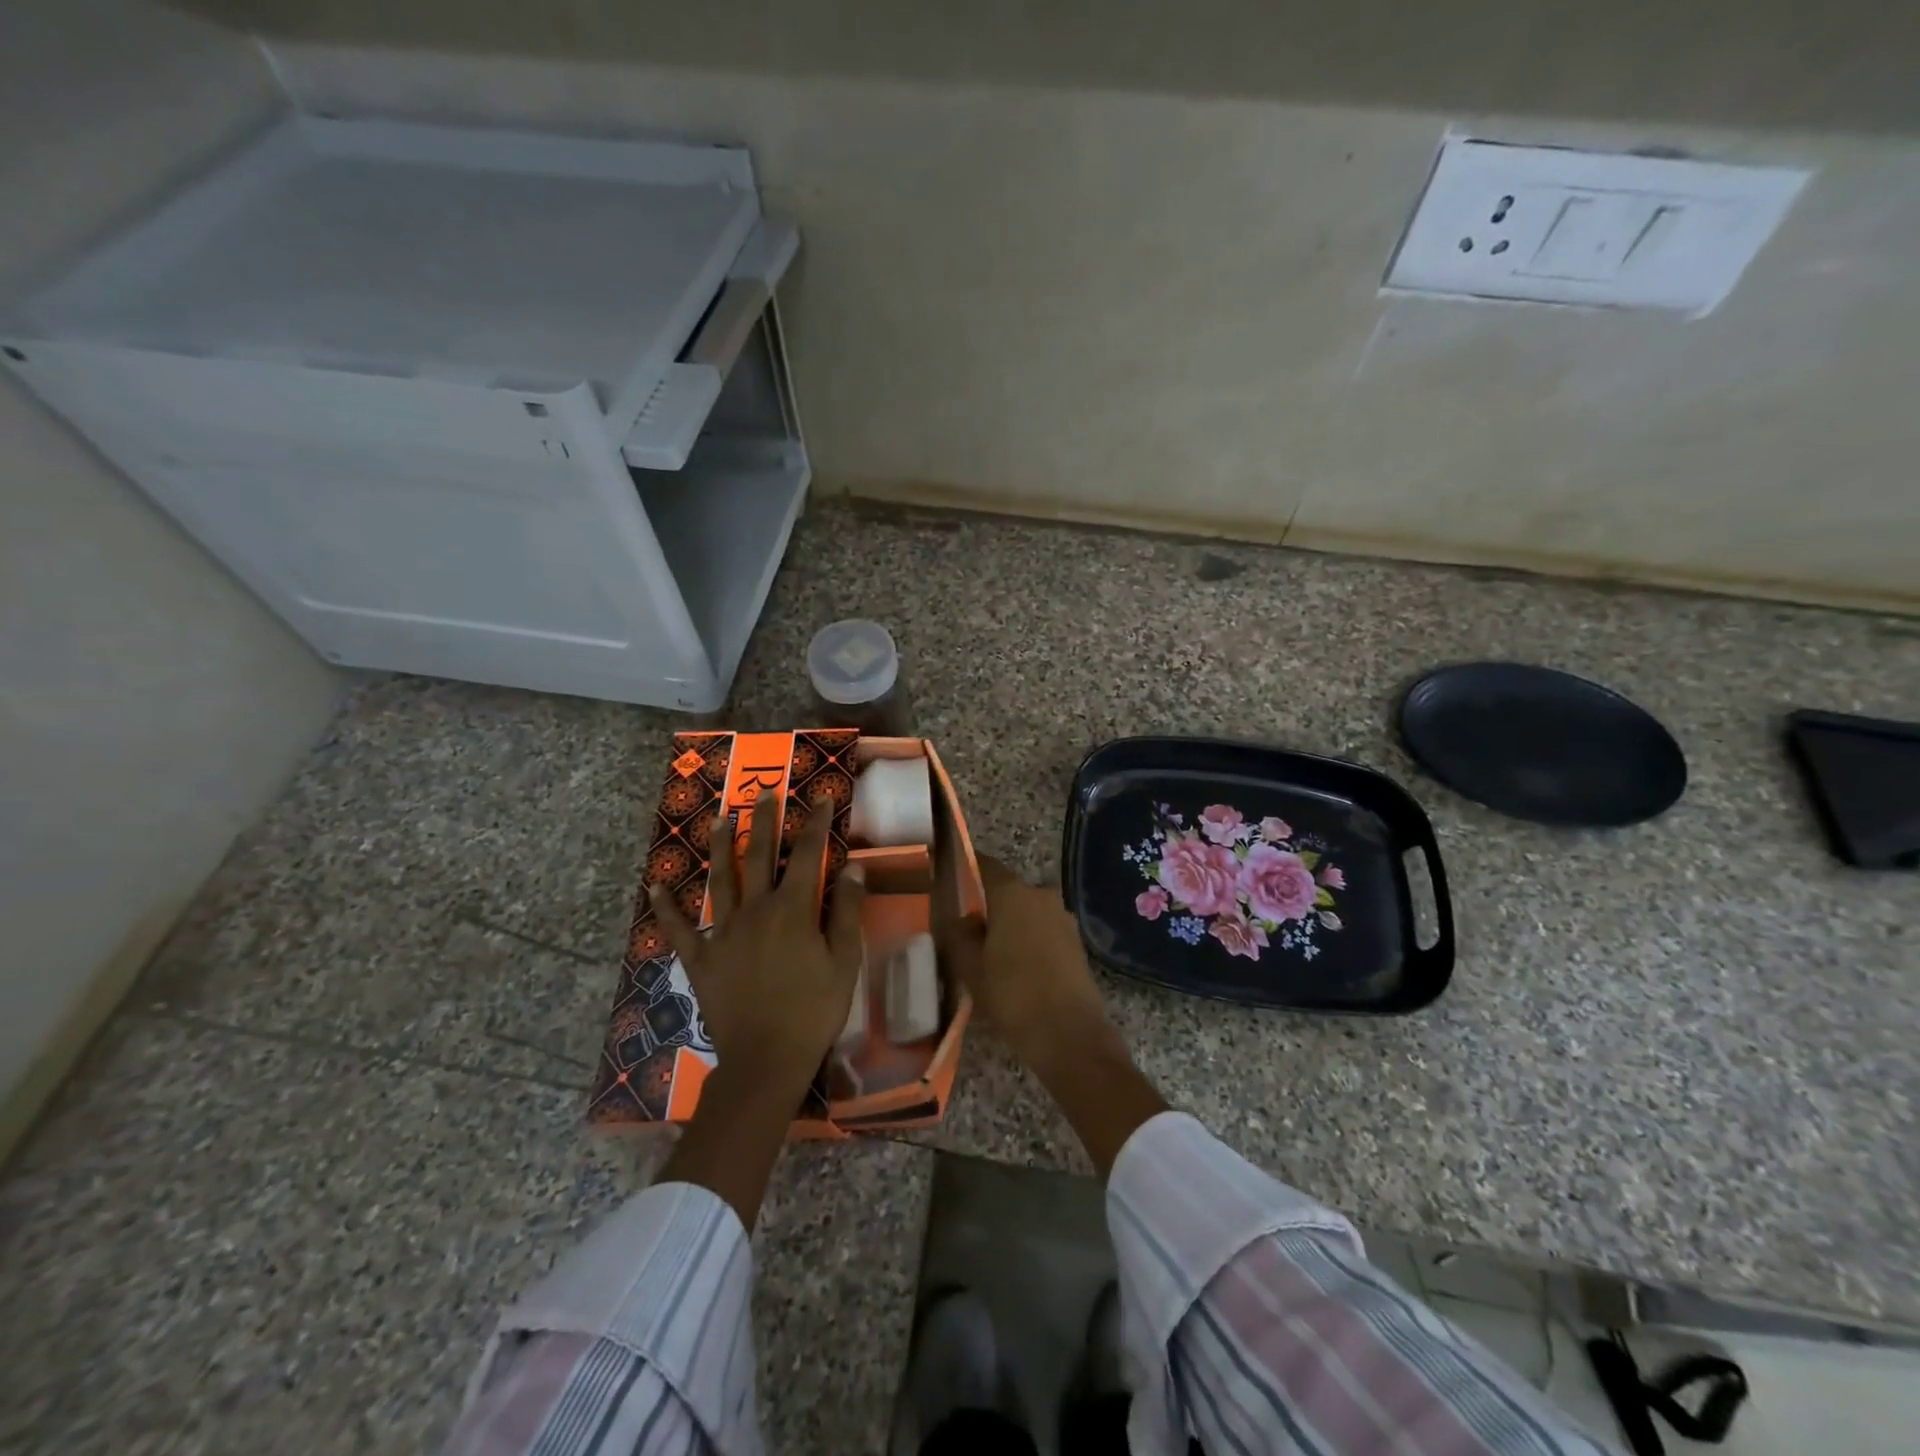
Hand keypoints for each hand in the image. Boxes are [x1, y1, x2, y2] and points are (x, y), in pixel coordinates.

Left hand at [650, 792, 866, 1099]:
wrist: (766, 1059)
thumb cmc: (813, 1010)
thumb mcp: (844, 961)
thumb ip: (846, 911)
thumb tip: (851, 868)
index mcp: (793, 909)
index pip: (806, 855)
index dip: (814, 824)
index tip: (818, 797)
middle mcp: (755, 910)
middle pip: (758, 856)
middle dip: (764, 821)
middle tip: (764, 793)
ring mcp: (723, 932)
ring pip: (720, 880)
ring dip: (720, 846)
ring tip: (720, 819)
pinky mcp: (701, 958)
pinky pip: (678, 929)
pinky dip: (666, 907)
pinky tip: (656, 886)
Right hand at [940, 855, 1167, 1177]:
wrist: (1070, 1036)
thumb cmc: (1013, 996)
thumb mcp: (970, 968)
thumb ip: (960, 934)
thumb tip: (964, 918)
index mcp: (1013, 894)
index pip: (985, 865)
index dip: (966, 867)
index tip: (948, 876)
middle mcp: (1041, 895)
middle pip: (1006, 891)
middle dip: (986, 905)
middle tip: (964, 929)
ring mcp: (1063, 918)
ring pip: (1025, 912)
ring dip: (1008, 925)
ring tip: (988, 953)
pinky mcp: (1075, 942)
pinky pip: (1042, 930)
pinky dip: (1026, 940)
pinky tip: (1014, 967)